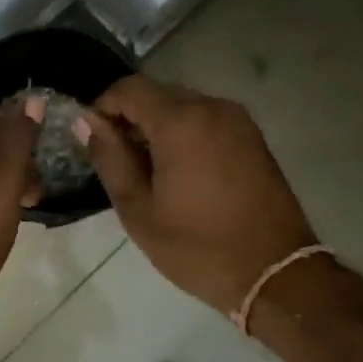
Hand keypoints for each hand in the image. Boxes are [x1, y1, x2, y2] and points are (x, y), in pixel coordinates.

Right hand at [75, 75, 317, 313]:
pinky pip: (207, 120)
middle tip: (119, 161)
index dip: (103, 107)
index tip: (94, 140)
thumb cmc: (197, 246)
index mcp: (180, 122)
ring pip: (183, 105)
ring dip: (158, 126)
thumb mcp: (138, 210)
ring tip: (149, 170)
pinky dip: (185, 133)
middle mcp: (212, 108)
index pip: (129, 89)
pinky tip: (181, 171)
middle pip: (157, 93)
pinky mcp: (253, 137)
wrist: (275, 273)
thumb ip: (109, 158)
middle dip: (131, 117)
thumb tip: (87, 122)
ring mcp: (238, 121)